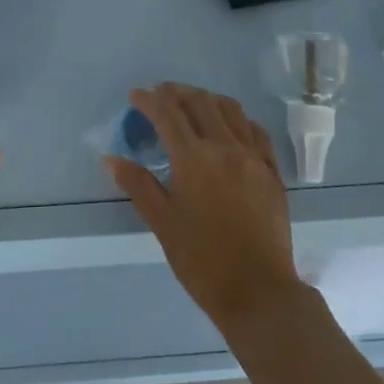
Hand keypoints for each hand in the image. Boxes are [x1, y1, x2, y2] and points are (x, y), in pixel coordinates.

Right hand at [104, 83, 303, 334]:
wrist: (258, 291)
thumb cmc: (202, 260)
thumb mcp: (163, 224)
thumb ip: (138, 185)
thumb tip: (111, 159)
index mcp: (193, 158)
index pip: (168, 114)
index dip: (149, 100)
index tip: (136, 96)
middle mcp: (224, 147)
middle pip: (200, 103)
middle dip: (177, 92)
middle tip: (161, 95)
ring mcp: (253, 157)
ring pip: (231, 110)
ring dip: (208, 99)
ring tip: (193, 103)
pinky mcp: (272, 171)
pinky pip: (255, 131)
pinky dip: (238, 119)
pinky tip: (230, 127)